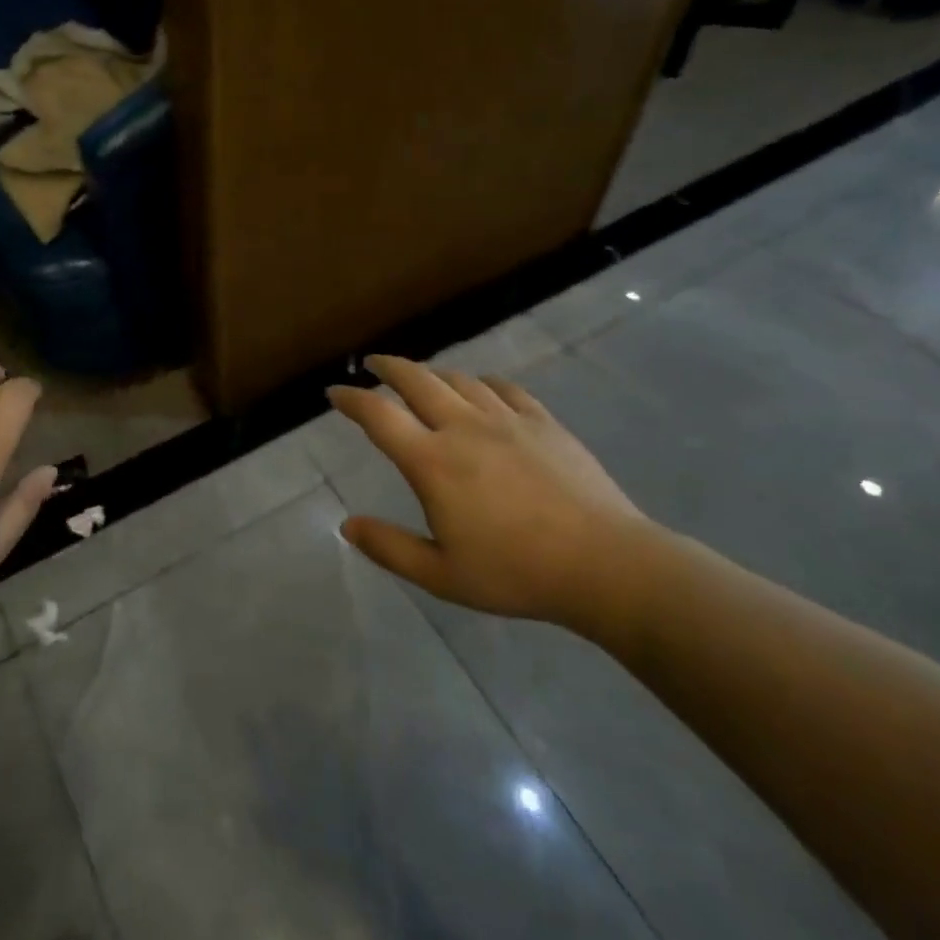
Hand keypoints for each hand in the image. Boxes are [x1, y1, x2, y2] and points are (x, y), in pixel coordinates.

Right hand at [330, 355, 650, 631]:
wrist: (605, 564)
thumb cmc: (516, 573)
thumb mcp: (441, 575)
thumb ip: (389, 548)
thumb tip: (347, 525)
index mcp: (432, 461)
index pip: (378, 415)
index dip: (351, 399)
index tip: (334, 393)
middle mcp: (463, 427)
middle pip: (416, 380)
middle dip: (388, 367)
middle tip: (373, 364)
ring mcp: (506, 419)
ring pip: (458, 380)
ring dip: (432, 374)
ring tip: (422, 380)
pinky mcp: (542, 421)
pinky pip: (504, 388)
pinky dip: (482, 384)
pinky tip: (483, 391)